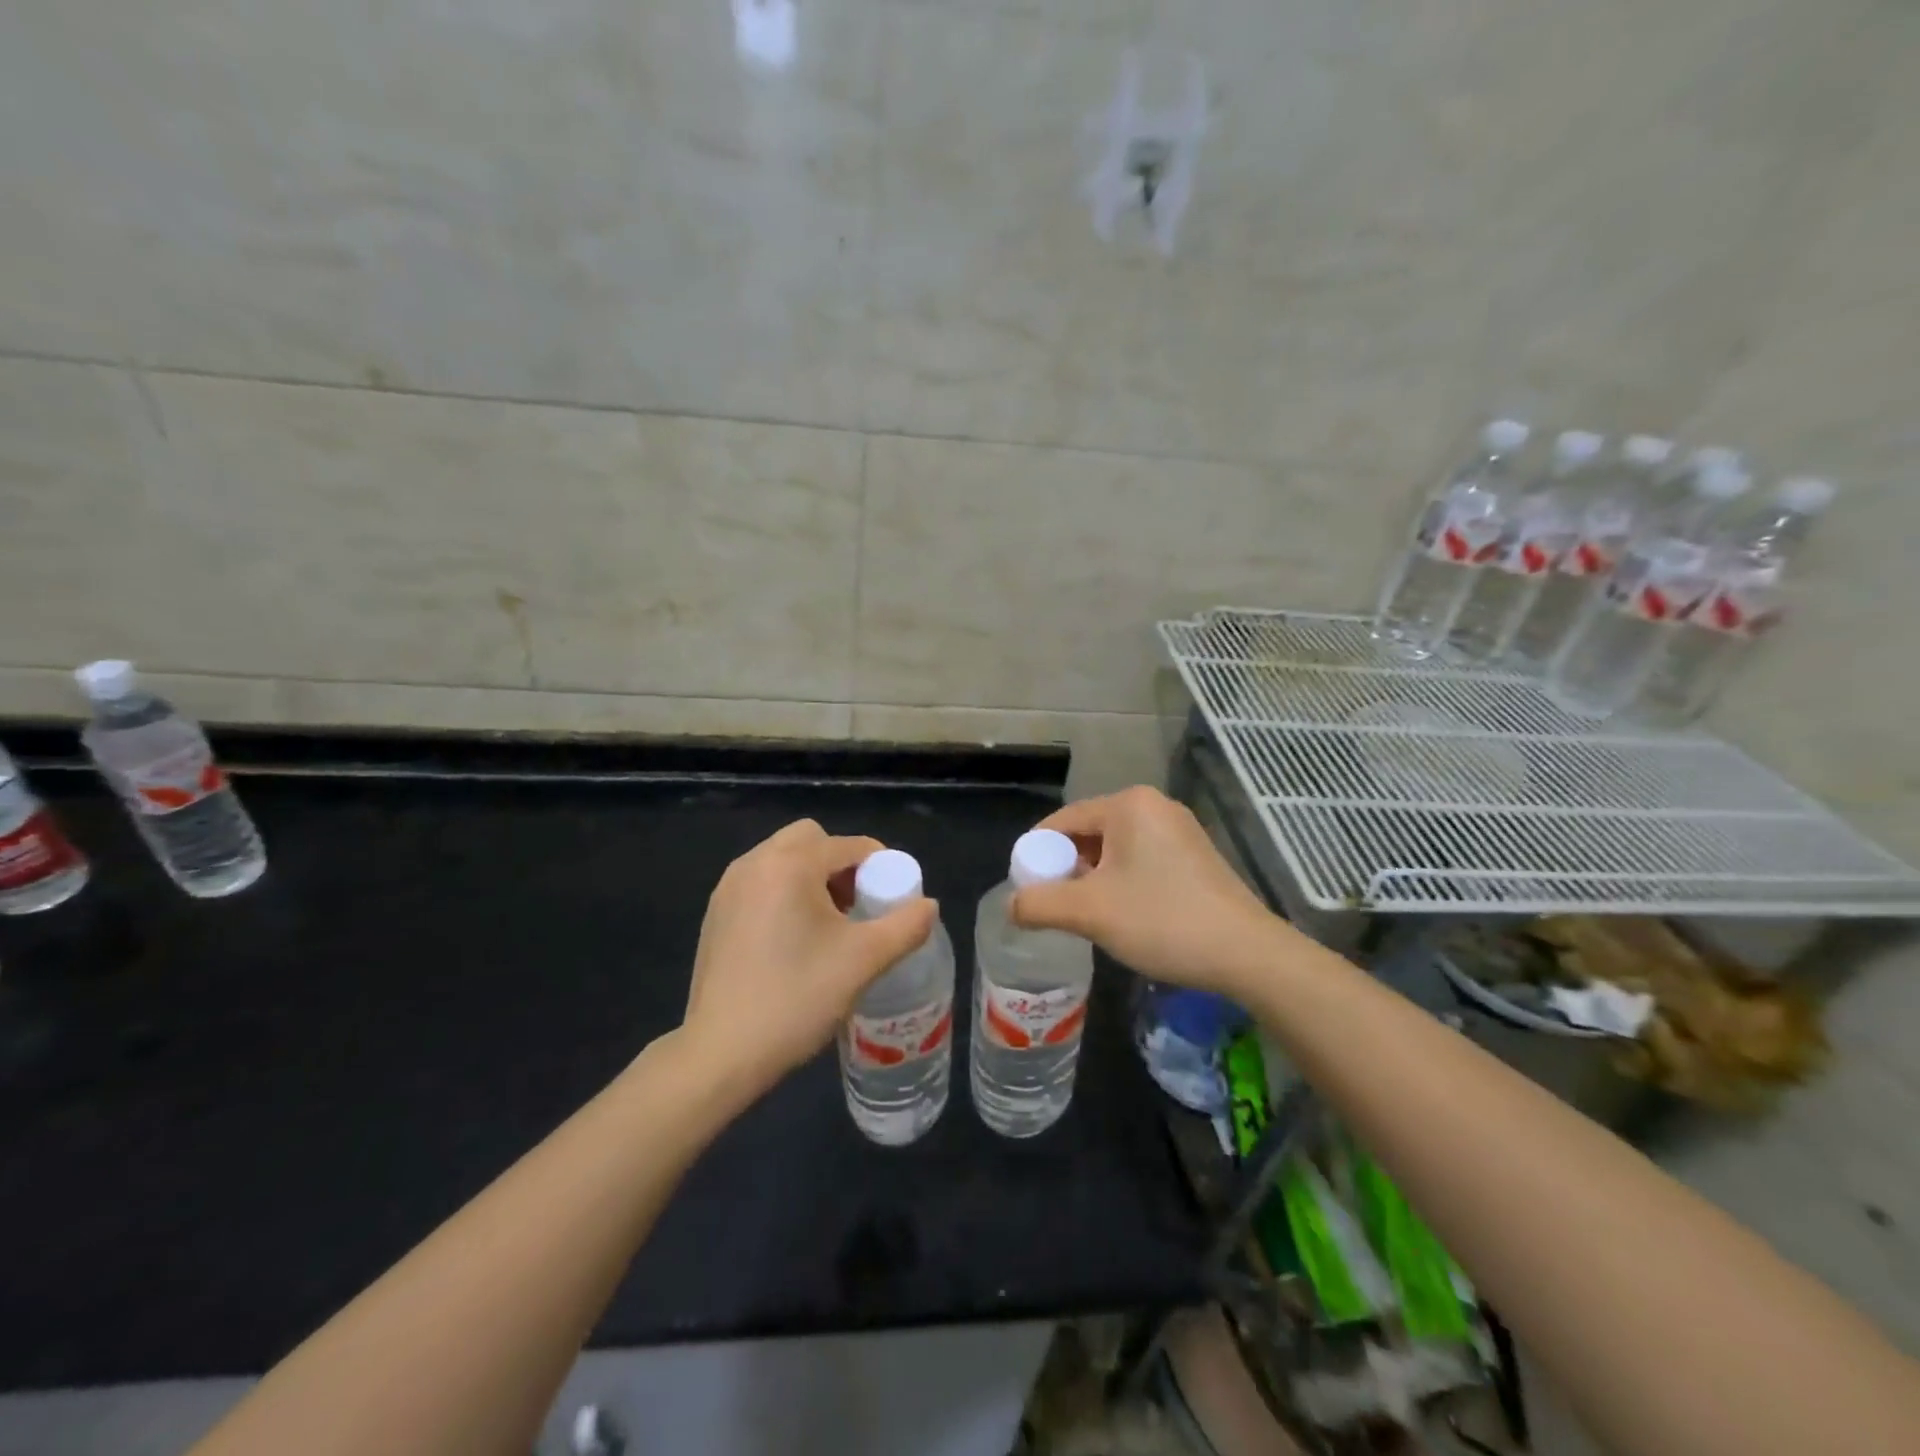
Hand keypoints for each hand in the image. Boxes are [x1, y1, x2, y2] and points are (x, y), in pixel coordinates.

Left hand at [681, 819, 938, 1094]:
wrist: (721, 1053)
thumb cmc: (796, 998)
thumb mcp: (864, 961)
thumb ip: (905, 926)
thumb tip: (929, 906)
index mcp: (790, 864)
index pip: (850, 845)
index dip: (880, 867)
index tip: (891, 903)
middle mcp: (755, 863)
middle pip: (812, 840)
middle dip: (841, 865)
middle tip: (856, 909)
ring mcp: (729, 888)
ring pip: (783, 859)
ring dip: (812, 878)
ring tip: (828, 927)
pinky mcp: (716, 913)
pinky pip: (761, 882)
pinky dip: (784, 894)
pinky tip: (792, 941)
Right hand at [1012, 787, 1284, 995]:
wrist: (1247, 953)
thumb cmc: (1162, 920)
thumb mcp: (1090, 913)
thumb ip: (1039, 904)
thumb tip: (1011, 905)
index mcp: (1128, 804)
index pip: (1062, 821)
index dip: (1037, 855)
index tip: (1026, 890)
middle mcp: (1154, 806)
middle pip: (1089, 833)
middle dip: (1067, 869)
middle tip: (1056, 907)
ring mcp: (1179, 829)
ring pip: (1115, 849)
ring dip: (1094, 879)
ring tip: (1088, 916)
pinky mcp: (1195, 855)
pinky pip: (1141, 859)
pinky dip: (1122, 882)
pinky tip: (1124, 915)